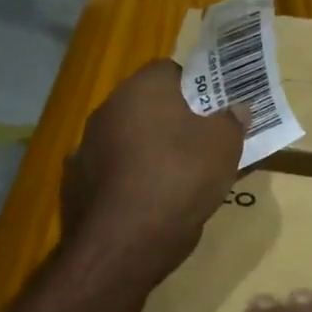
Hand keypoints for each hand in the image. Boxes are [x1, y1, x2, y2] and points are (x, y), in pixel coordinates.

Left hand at [63, 59, 245, 283]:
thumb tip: (236, 108)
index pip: (169, 70)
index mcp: (142, 89)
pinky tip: (148, 201)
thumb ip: (231, 121)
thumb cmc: (181, 177)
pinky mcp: (76, 183)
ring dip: (147, 150)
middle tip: (200, 141)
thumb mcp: (224, 147)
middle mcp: (107, 109)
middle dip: (171, 119)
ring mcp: (86, 146)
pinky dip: (128, 180)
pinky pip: (111, 172)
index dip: (195, 86)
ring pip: (126, 139)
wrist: (126, 241)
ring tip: (177, 176)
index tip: (213, 108)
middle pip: (146, 105)